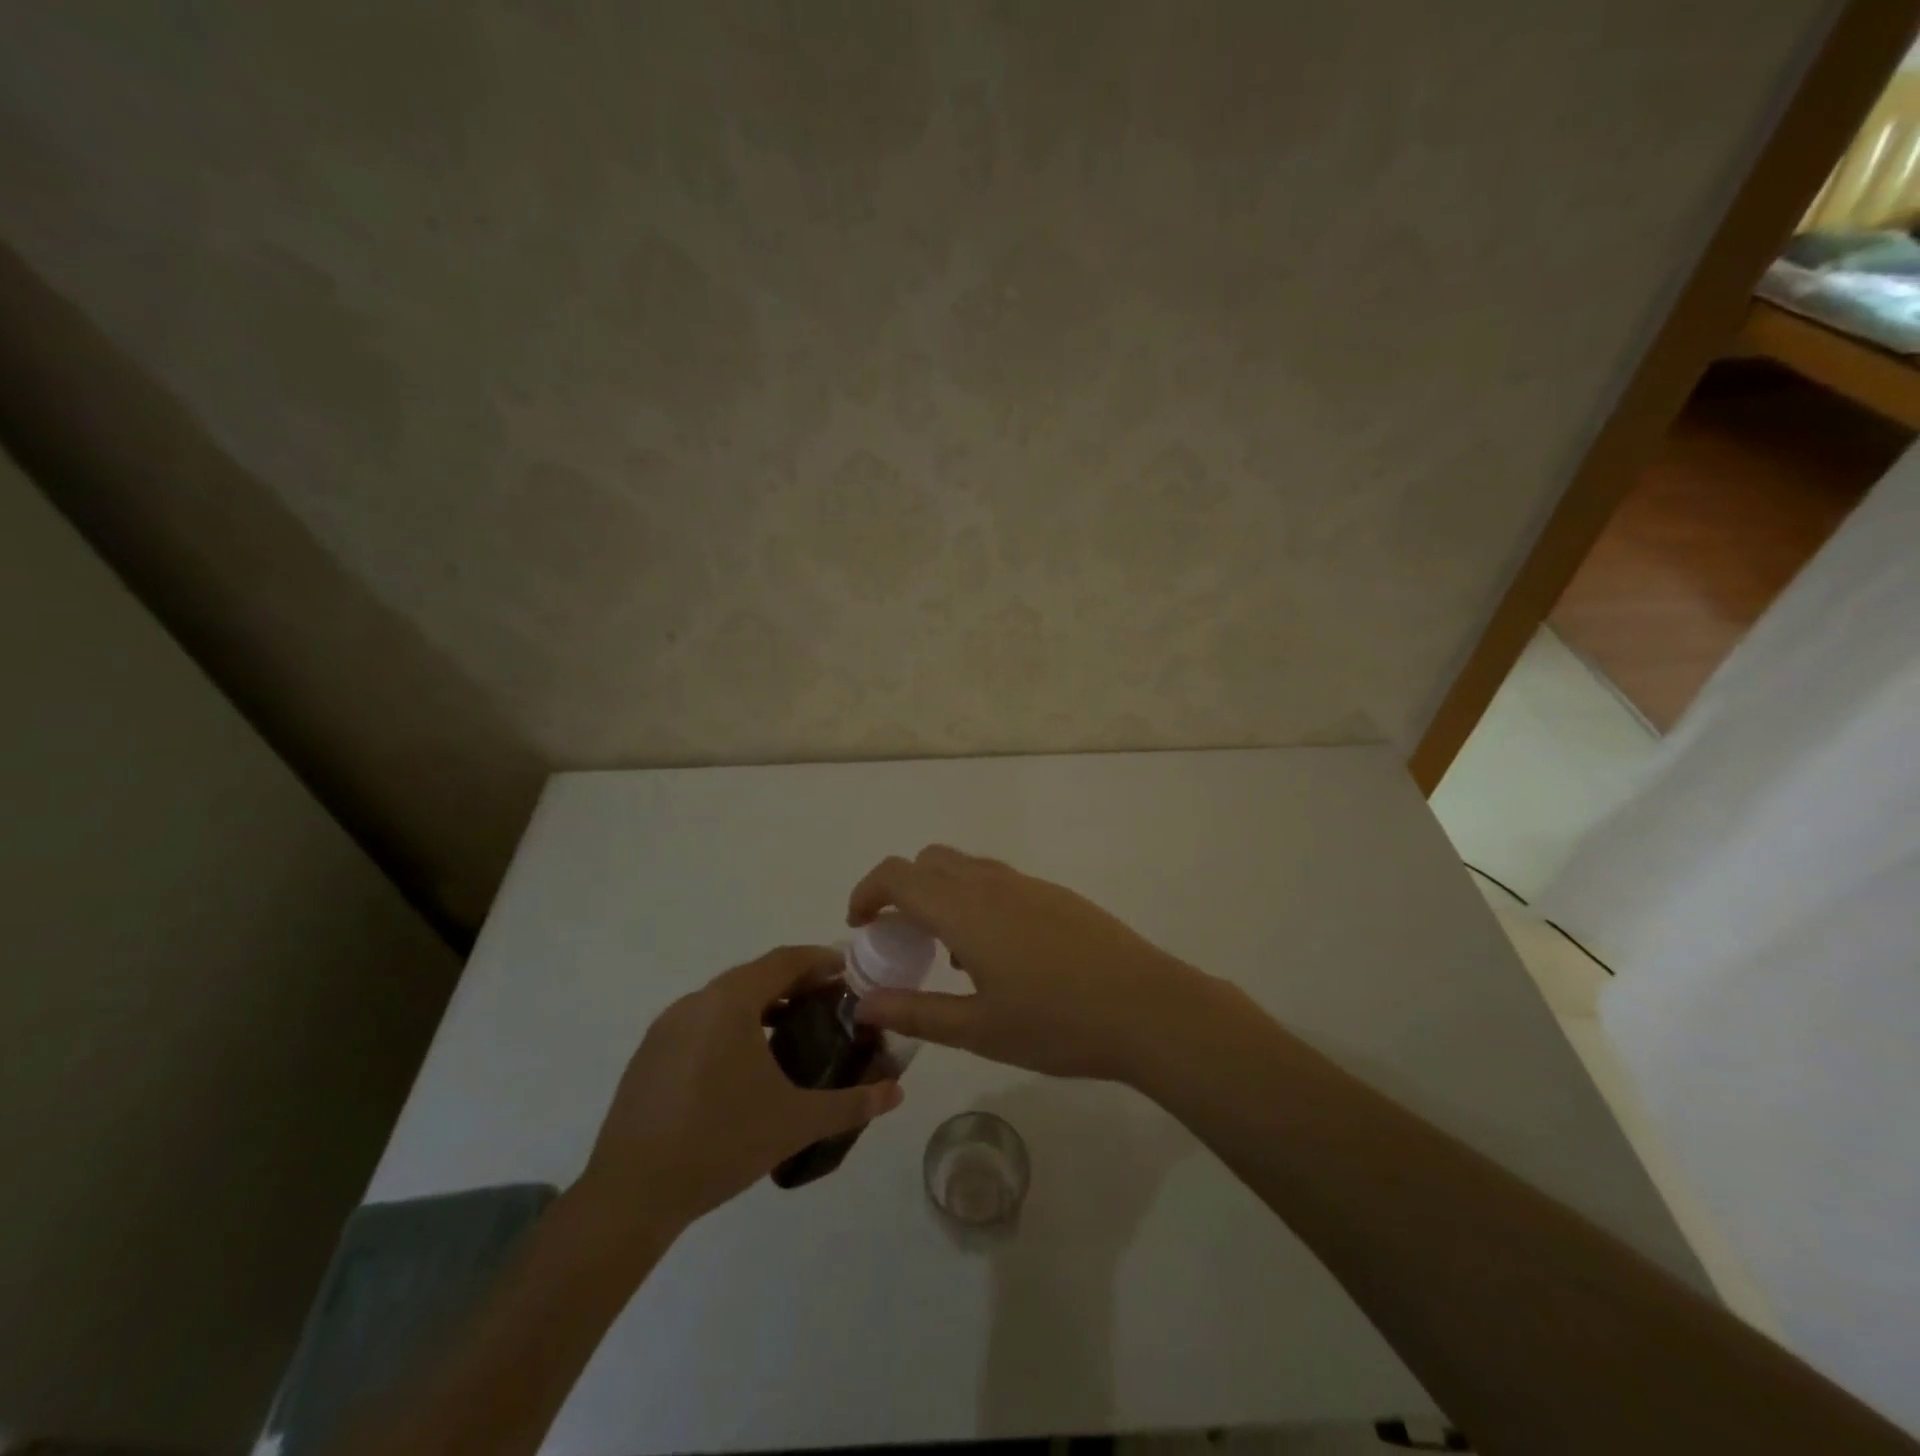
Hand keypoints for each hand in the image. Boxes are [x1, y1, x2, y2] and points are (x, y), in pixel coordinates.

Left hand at [579, 946, 903, 1230]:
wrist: (631, 1195)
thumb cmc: (720, 1144)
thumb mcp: (795, 1123)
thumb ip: (851, 1103)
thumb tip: (897, 1092)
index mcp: (730, 1002)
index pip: (785, 960)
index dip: (820, 960)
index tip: (849, 971)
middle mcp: (696, 1001)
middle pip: (755, 975)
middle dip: (795, 982)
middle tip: (829, 1003)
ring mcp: (666, 1026)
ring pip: (725, 998)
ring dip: (762, 1004)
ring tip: (793, 1031)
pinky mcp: (649, 1054)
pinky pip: (701, 1021)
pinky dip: (731, 1025)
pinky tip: (744, 1065)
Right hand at [847, 846, 1208, 1081]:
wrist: (1148, 1008)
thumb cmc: (1057, 1023)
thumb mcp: (977, 1028)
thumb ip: (915, 1012)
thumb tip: (863, 1004)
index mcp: (965, 909)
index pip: (898, 875)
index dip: (867, 892)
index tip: (859, 927)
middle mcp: (992, 883)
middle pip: (929, 860)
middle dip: (902, 890)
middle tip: (901, 940)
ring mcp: (1028, 885)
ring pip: (966, 867)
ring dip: (941, 894)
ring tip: (949, 955)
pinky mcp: (1056, 895)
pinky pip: (998, 881)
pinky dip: (975, 900)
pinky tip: (998, 957)